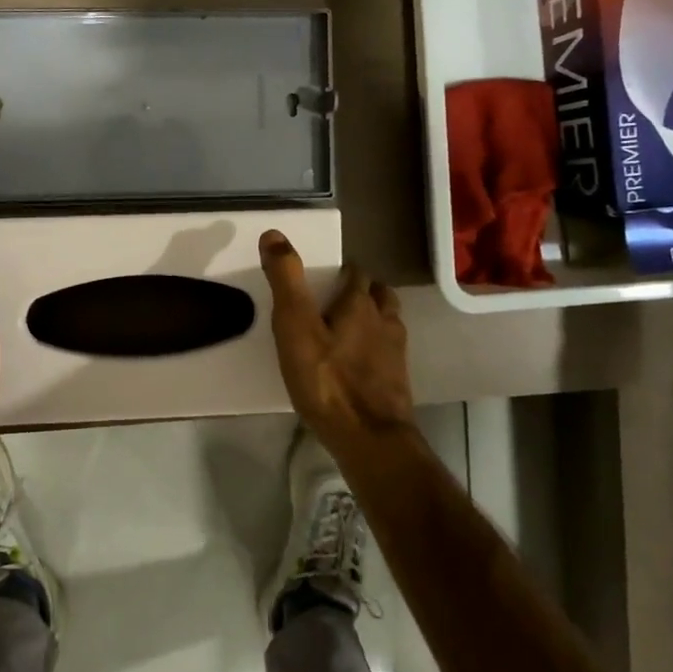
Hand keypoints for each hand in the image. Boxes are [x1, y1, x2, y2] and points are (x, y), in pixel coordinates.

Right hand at [259, 230, 417, 466]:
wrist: (369, 438)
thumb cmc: (327, 379)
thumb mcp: (295, 326)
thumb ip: (286, 280)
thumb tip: (274, 233)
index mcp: (360, 304)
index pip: (356, 273)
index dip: (342, 271)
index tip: (325, 277)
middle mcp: (384, 321)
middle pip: (380, 295)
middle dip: (363, 292)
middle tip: (338, 300)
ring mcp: (396, 353)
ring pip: (389, 323)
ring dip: (374, 319)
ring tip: (350, 329)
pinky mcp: (398, 382)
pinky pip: (388, 354)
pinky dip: (376, 350)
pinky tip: (359, 365)